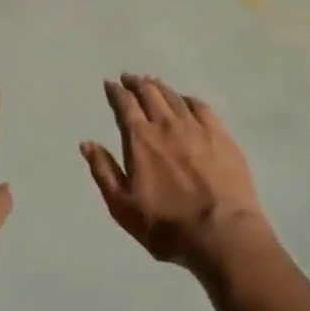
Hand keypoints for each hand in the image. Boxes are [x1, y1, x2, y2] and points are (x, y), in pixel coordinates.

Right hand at [80, 75, 270, 270]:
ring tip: (153, 82)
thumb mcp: (122, 206)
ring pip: (174, 97)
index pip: (125, 106)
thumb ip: (103, 171)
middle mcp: (167, 125)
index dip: (116, 92)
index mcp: (140, 139)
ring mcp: (197, 128)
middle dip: (137, 83)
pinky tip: (186, 100)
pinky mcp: (221, 135)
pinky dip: (188, 99)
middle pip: (150, 94)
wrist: (222, 233)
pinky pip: (201, 107)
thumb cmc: (166, 225)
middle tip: (130, 77)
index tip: (111, 84)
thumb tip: (87, 143)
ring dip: (160, 87)